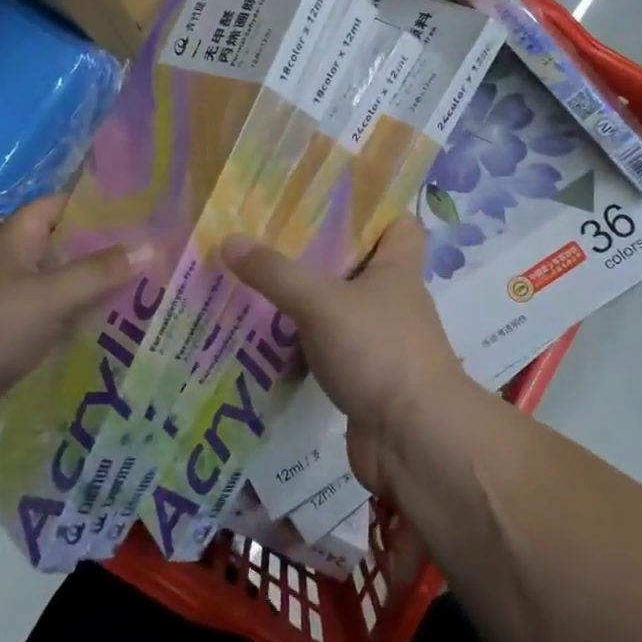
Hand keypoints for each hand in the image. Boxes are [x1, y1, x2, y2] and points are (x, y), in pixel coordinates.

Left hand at [0, 196, 158, 445]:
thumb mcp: (52, 296)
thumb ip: (102, 271)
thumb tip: (153, 245)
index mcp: (16, 240)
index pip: (60, 205)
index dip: (97, 202)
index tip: (142, 207)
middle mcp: (14, 264)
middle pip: (67, 245)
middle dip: (108, 247)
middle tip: (158, 249)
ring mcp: (12, 301)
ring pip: (65, 283)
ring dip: (99, 285)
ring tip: (150, 284)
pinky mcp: (13, 336)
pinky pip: (57, 316)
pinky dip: (83, 317)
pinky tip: (117, 324)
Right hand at [220, 217, 472, 495]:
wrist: (414, 441)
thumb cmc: (378, 352)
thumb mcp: (322, 303)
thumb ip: (276, 273)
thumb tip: (228, 239)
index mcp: (397, 267)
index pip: (398, 222)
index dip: (369, 209)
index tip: (322, 200)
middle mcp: (392, 298)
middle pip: (356, 262)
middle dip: (316, 252)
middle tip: (266, 237)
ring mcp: (379, 338)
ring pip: (337, 307)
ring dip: (303, 299)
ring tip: (253, 281)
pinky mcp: (363, 374)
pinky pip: (327, 346)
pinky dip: (301, 342)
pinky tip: (263, 336)